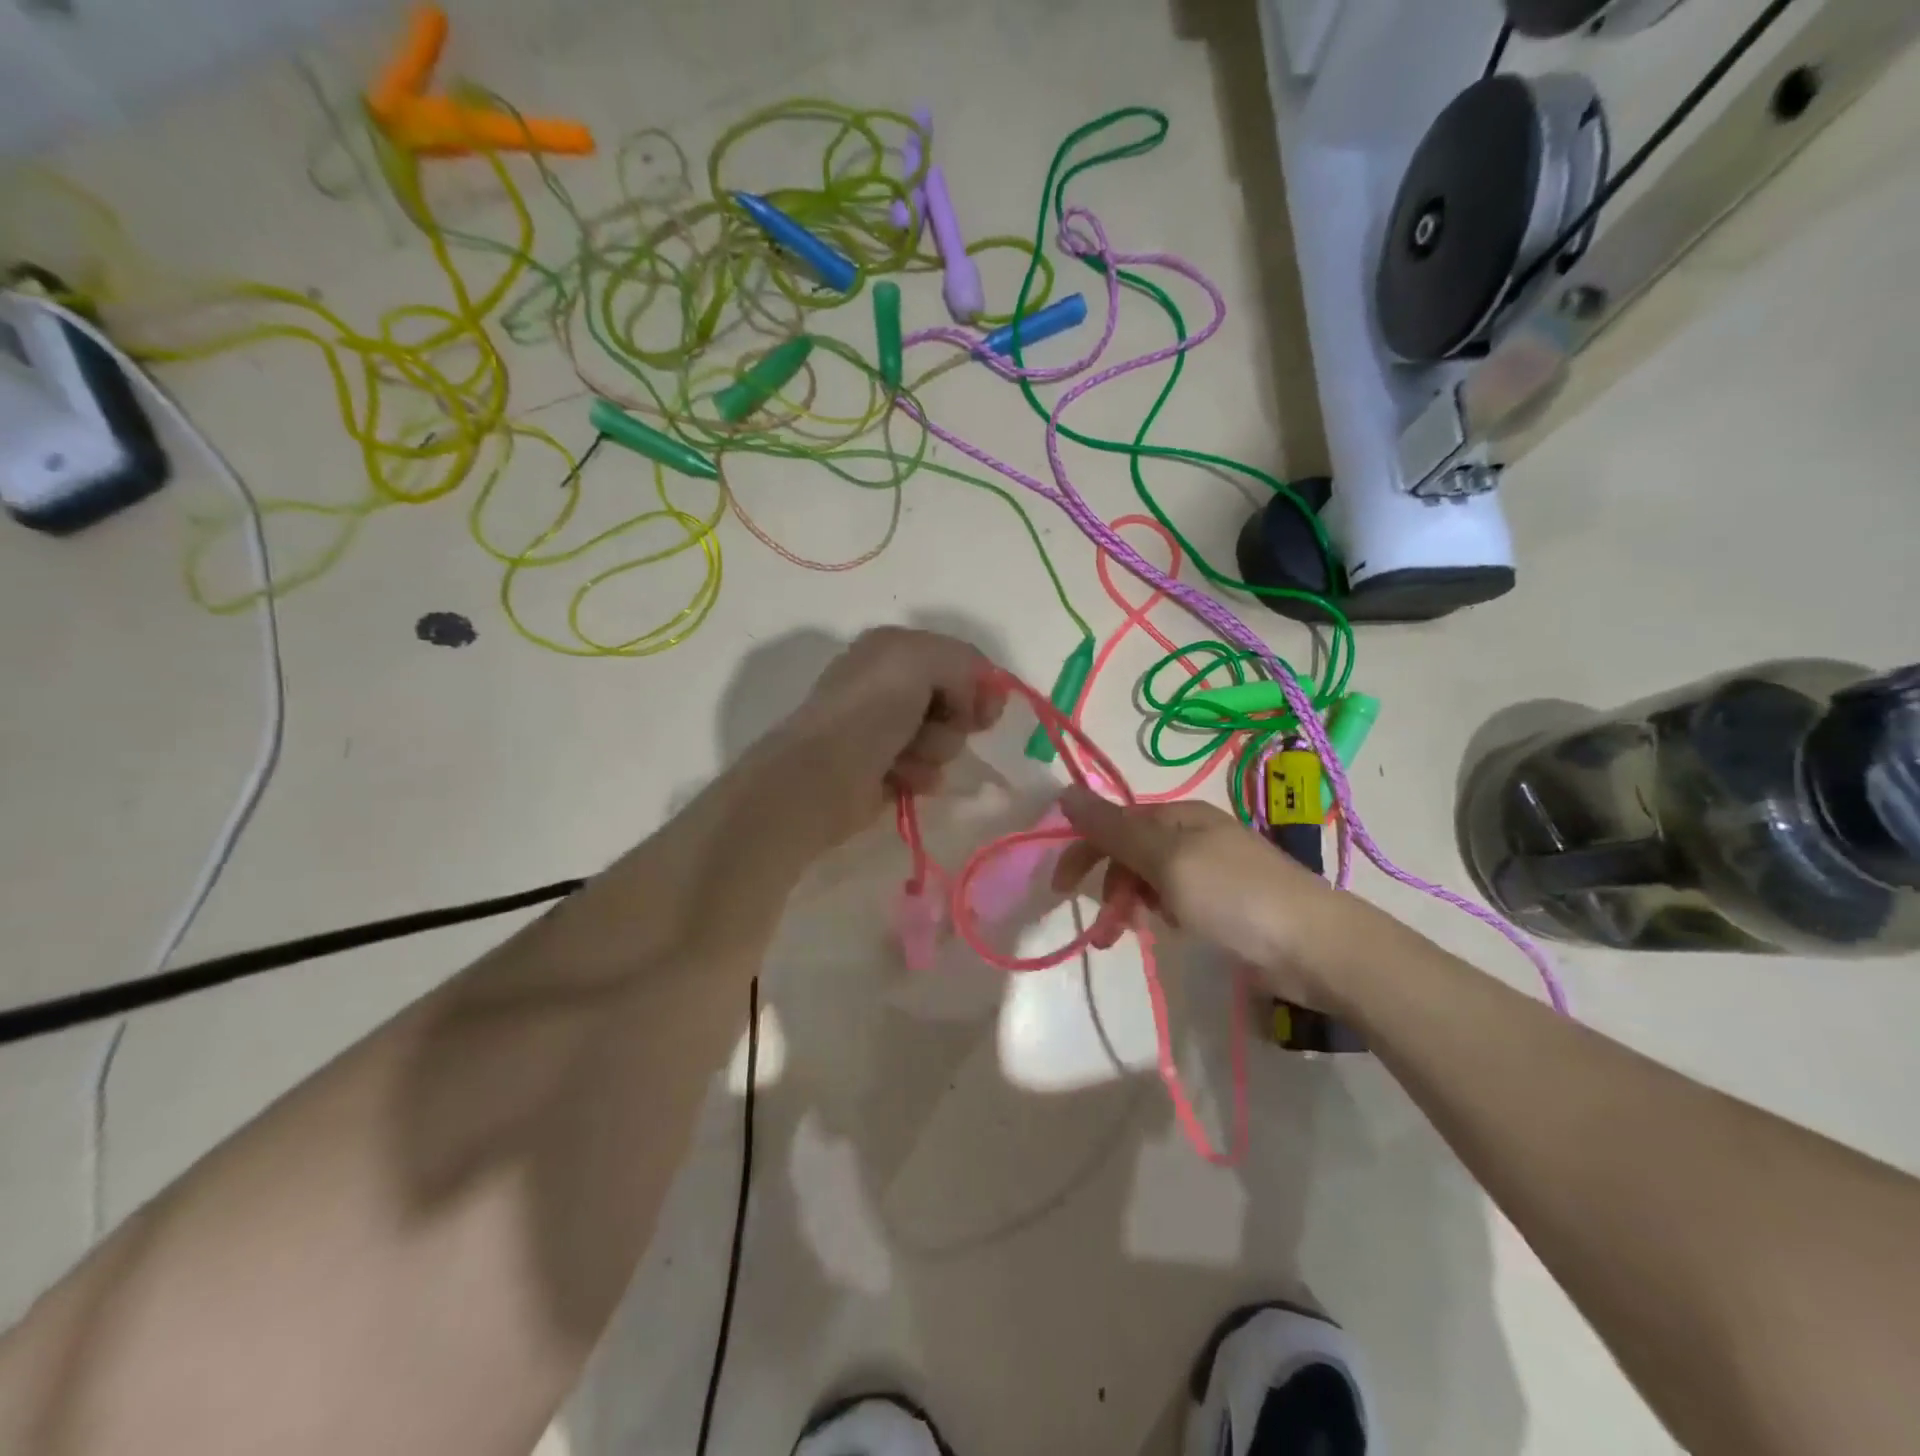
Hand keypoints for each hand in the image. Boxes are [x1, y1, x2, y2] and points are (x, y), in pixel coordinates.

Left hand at [777, 627, 1006, 838]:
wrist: (824, 774)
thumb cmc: (871, 710)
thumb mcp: (922, 659)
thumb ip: (963, 661)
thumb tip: (976, 697)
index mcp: (893, 648)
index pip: (959, 661)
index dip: (979, 685)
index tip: (986, 711)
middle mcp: (888, 684)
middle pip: (955, 703)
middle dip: (954, 720)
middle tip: (937, 727)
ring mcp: (884, 728)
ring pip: (944, 740)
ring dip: (935, 750)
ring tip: (906, 757)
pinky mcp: (883, 769)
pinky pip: (926, 770)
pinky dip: (919, 775)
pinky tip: (899, 777)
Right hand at [1051, 788, 1346, 1009]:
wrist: (1315, 946)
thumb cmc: (1234, 896)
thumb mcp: (1166, 860)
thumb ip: (1113, 829)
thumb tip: (1064, 790)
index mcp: (1178, 816)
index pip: (1114, 823)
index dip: (1083, 850)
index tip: (1060, 889)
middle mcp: (1192, 835)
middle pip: (1130, 851)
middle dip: (1109, 886)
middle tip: (1103, 930)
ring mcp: (1211, 869)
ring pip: (1150, 879)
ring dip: (1131, 904)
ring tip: (1128, 938)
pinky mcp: (1225, 902)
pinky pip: (1175, 900)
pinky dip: (1161, 914)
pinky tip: (1170, 932)